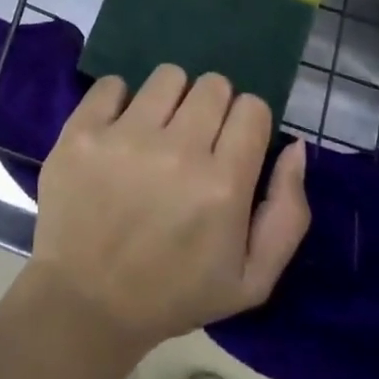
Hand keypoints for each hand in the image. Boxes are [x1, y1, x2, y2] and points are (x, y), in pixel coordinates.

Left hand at [28, 66, 309, 356]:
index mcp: (223, 186)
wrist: (86, 303)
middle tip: (194, 140)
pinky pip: (112, 83)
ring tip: (156, 132)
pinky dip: (118, 101)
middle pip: (213, 85)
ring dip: (169, 99)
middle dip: (211, 107)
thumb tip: (295, 147)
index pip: (252, 108)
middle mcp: (177, 151)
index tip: (231, 144)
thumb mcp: (252, 279)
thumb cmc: (174, 293)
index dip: (246, 123)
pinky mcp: (83, 130)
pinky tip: (118, 131)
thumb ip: (287, 212)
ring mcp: (125, 136)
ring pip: (167, 76)